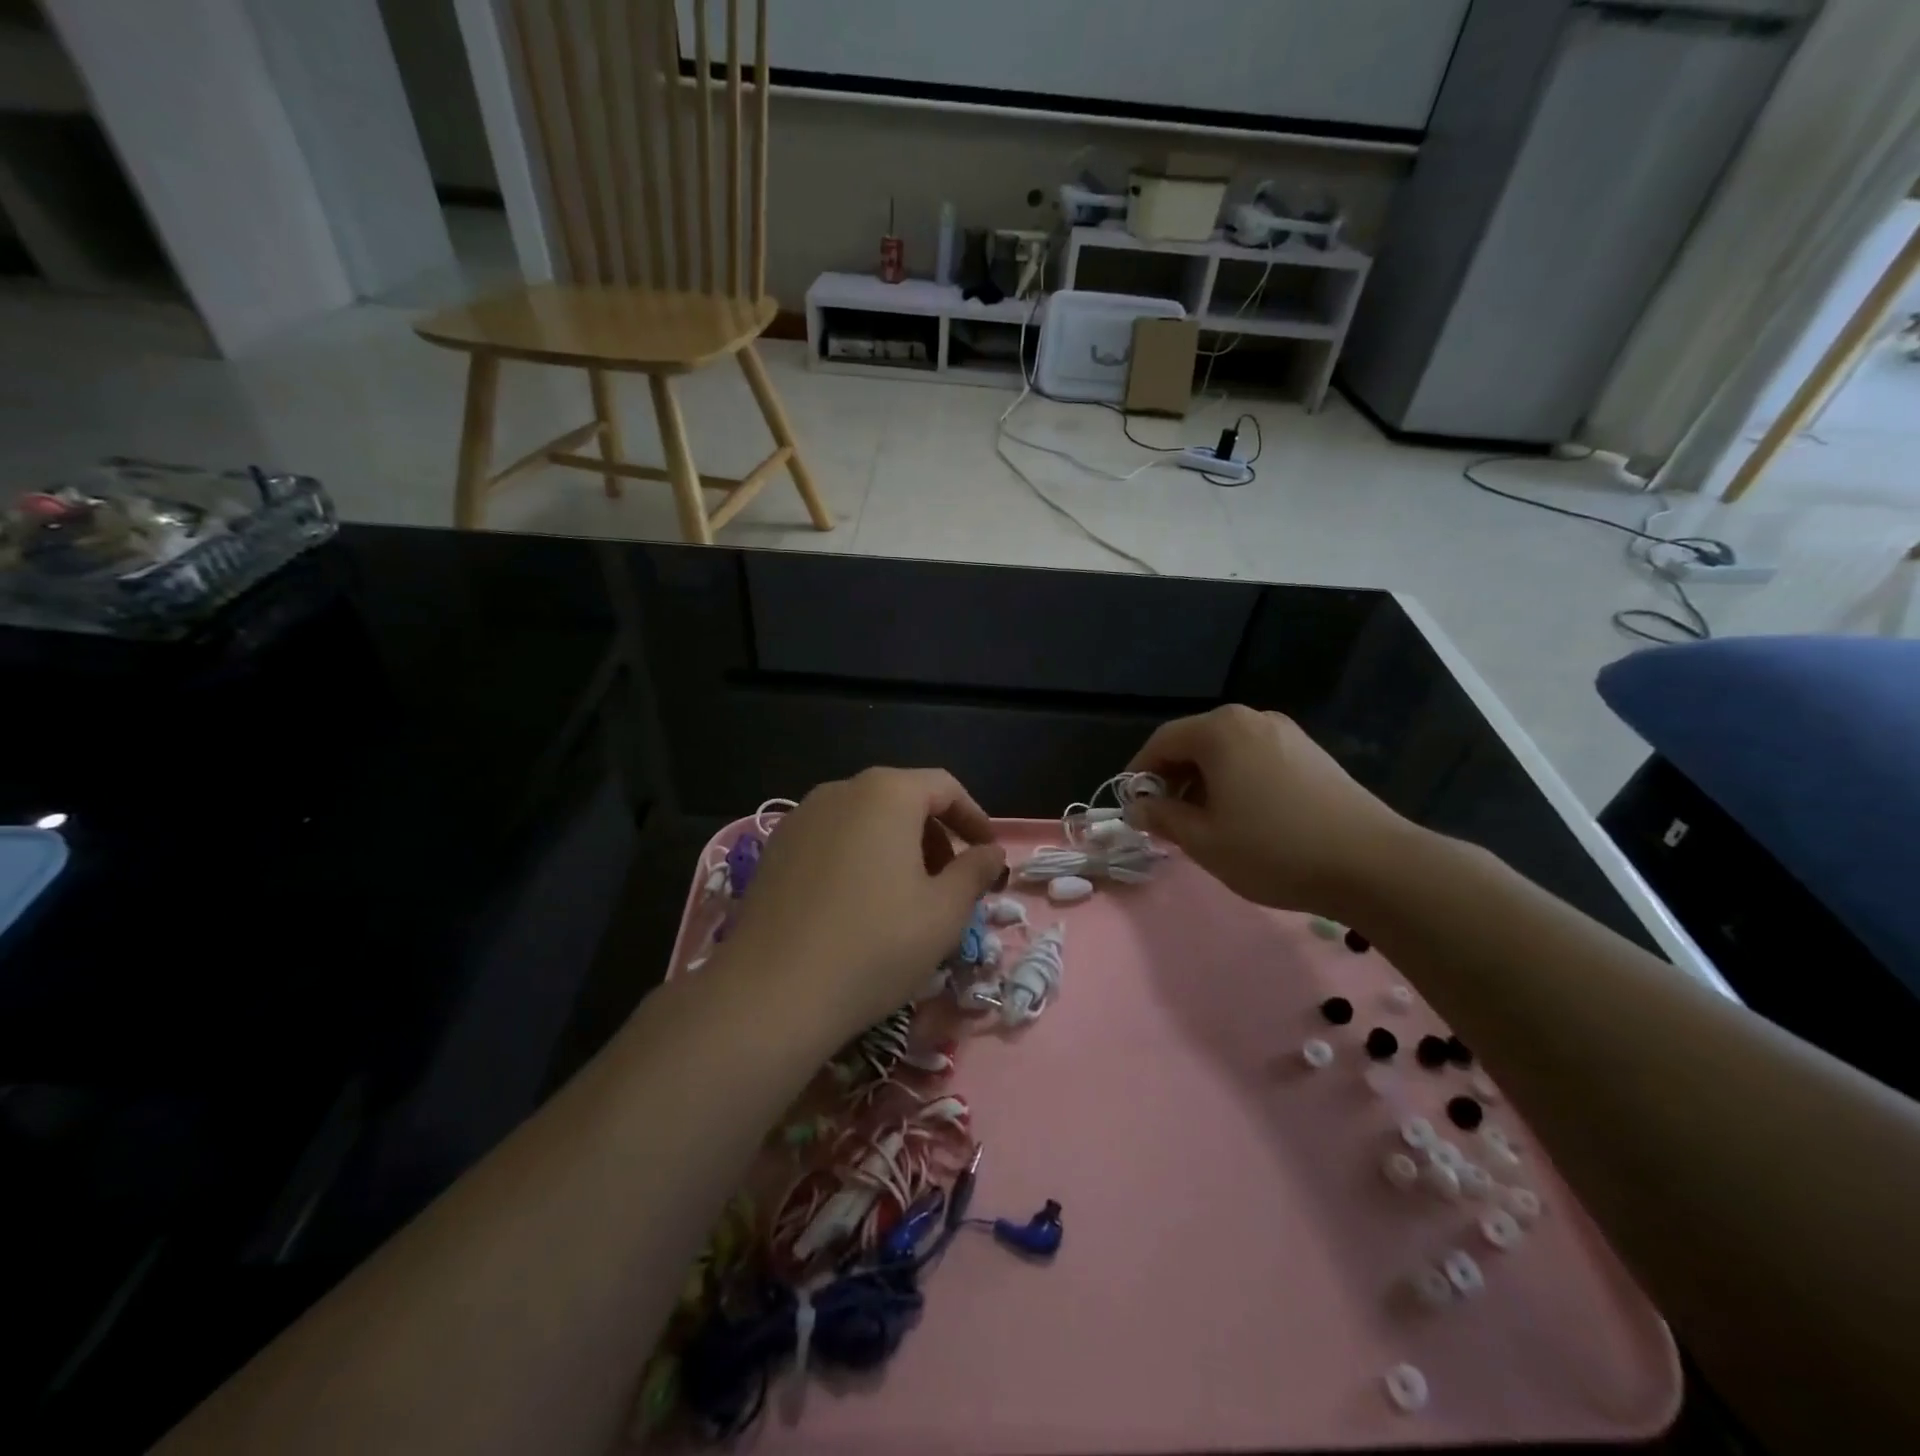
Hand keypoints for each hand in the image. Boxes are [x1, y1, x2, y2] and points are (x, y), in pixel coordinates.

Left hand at [719, 768, 1006, 1037]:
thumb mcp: (944, 912)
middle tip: (951, 883)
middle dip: (935, 836)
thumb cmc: (875, 945)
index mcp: (886, 793)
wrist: (771, 993)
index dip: (974, 819)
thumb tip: (991, 852)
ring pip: (865, 821)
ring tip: (908, 897)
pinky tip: (859, 906)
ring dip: (897, 848)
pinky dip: (859, 859)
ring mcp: (801, 818)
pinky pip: (832, 840)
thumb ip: (975, 872)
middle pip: (903, 799)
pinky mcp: (775, 850)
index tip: (990, 855)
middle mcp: (840, 791)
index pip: (944, 788)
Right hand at [1125, 705, 1411, 914]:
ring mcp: (1287, 734)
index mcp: (1220, 731)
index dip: (1140, 772)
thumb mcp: (1204, 841)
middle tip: (1166, 818)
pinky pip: (1256, 758)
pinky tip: (1243, 816)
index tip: (1132, 805)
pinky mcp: (1311, 754)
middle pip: (1195, 742)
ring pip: (1227, 751)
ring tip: (1203, 822)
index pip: (1162, 741)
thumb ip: (1163, 818)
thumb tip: (1138, 808)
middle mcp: (1252, 720)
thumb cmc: (1274, 850)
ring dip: (1204, 781)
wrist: (1373, 864)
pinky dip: (1236, 780)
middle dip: (1173, 778)